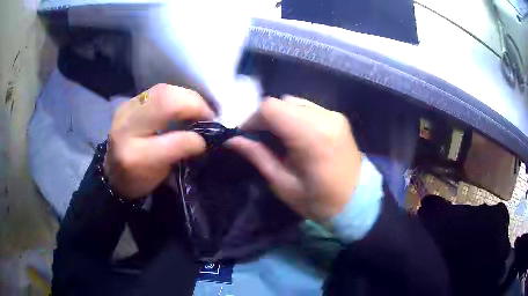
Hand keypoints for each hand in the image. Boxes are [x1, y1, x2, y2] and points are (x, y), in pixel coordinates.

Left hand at [104, 84, 214, 198]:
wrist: (112, 172)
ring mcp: (124, 110)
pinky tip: (181, 105)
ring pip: (162, 90)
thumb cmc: (138, 180)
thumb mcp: (161, 176)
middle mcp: (126, 128)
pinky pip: (156, 91)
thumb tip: (203, 137)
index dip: (195, 138)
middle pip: (165, 101)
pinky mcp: (127, 102)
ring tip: (197, 108)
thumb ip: (182, 154)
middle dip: (194, 104)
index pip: (173, 140)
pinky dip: (175, 95)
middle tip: (208, 115)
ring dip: (186, 97)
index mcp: (135, 156)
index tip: (207, 139)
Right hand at [226, 96, 361, 221]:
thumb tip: (232, 140)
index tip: (245, 135)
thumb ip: (258, 156)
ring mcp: (333, 115)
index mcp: (311, 136)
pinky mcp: (338, 117)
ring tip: (278, 138)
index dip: (252, 118)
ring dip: (280, 116)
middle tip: (260, 139)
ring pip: (294, 102)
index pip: (271, 108)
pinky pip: (308, 107)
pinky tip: (295, 135)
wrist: (358, 202)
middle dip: (264, 118)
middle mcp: (324, 117)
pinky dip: (294, 116)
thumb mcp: (284, 184)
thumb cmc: (320, 201)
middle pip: (281, 102)